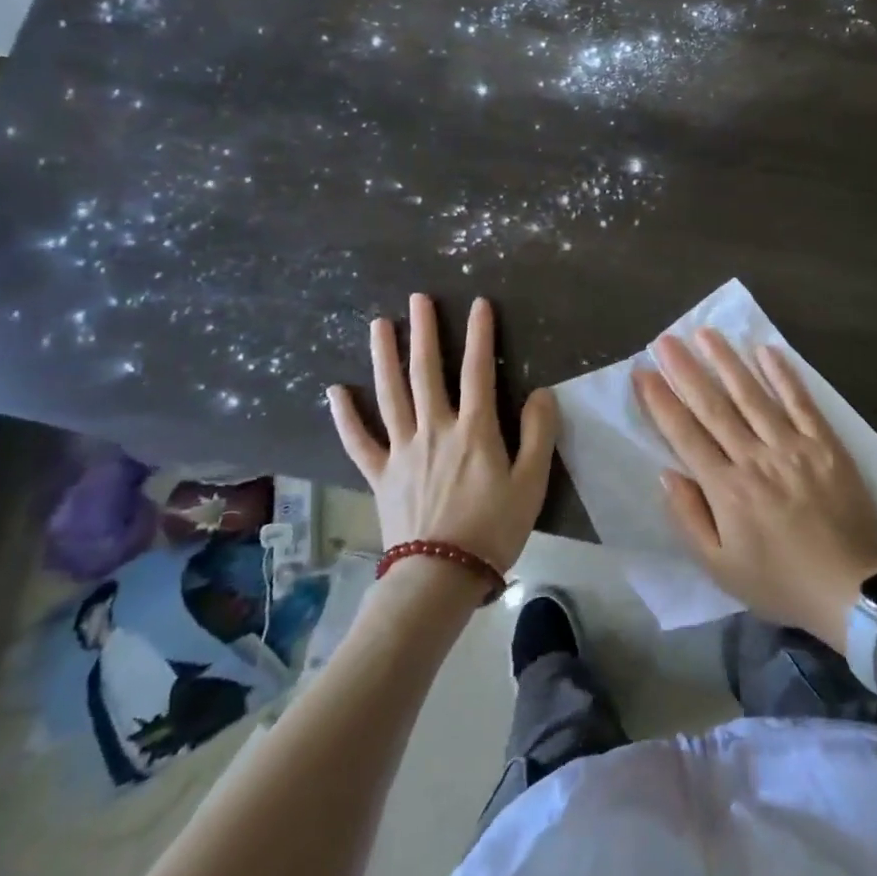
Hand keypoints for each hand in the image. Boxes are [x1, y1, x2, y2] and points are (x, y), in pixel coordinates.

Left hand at [326, 294, 556, 572]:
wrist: (441, 576)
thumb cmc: (493, 528)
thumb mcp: (532, 483)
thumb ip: (539, 434)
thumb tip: (541, 393)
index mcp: (474, 430)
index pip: (477, 370)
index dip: (479, 334)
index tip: (478, 303)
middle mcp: (435, 429)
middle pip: (426, 372)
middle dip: (424, 332)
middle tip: (418, 299)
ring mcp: (402, 450)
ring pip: (390, 395)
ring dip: (384, 357)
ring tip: (379, 325)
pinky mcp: (381, 475)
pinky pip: (359, 441)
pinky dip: (346, 416)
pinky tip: (335, 392)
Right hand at [635, 331, 876, 650]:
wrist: (850, 589)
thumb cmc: (778, 581)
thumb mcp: (720, 568)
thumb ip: (690, 518)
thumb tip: (667, 474)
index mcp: (726, 489)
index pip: (685, 434)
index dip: (661, 401)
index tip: (642, 372)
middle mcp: (755, 458)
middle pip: (714, 406)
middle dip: (686, 370)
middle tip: (665, 340)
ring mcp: (792, 446)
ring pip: (753, 395)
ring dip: (727, 361)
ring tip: (706, 333)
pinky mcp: (824, 444)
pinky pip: (800, 402)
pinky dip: (783, 375)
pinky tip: (765, 349)